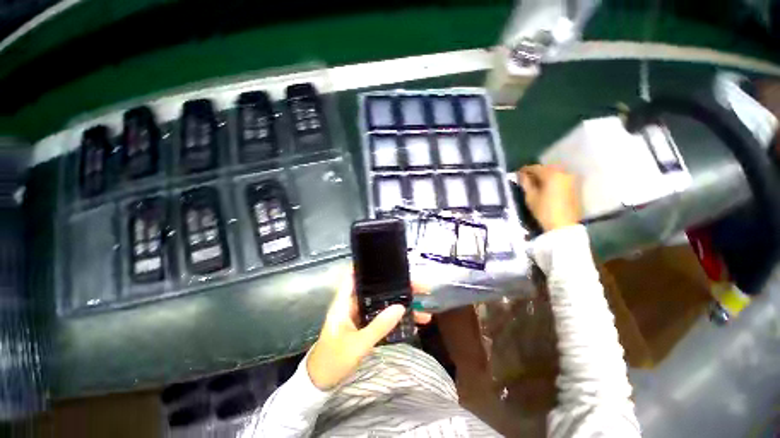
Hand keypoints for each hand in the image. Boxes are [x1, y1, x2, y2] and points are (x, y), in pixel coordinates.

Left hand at [306, 271, 431, 390]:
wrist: (320, 384)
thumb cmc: (333, 361)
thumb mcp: (357, 345)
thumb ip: (379, 326)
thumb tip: (401, 307)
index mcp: (345, 301)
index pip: (356, 275)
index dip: (371, 266)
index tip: (391, 264)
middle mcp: (353, 304)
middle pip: (377, 289)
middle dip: (398, 287)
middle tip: (420, 287)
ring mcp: (360, 315)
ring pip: (383, 303)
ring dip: (401, 305)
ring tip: (424, 308)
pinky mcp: (365, 326)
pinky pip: (383, 317)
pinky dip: (396, 318)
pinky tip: (413, 322)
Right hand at [516, 164, 580, 230]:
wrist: (564, 225)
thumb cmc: (544, 211)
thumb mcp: (530, 197)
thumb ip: (525, 183)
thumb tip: (521, 175)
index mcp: (551, 174)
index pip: (535, 168)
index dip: (524, 170)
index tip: (517, 173)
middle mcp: (563, 173)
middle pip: (546, 169)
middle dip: (535, 172)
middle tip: (525, 178)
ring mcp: (571, 179)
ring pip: (554, 173)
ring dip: (544, 176)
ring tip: (535, 183)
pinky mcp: (575, 186)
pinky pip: (560, 178)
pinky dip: (552, 180)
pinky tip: (545, 187)